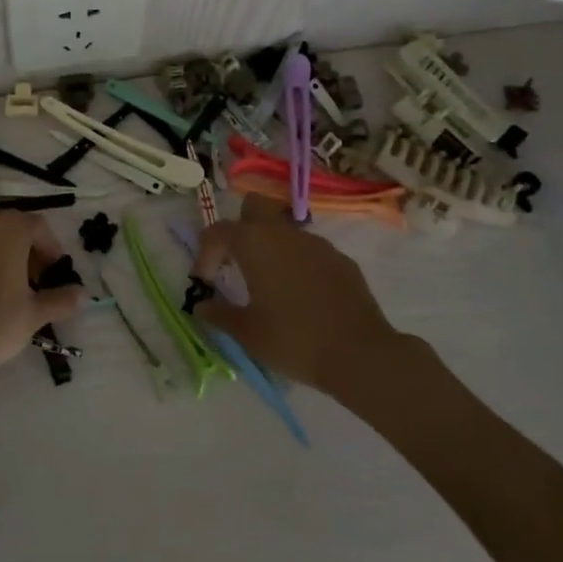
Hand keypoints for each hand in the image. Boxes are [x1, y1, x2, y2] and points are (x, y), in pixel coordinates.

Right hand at [192, 195, 406, 396]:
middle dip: (240, 227)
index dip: (206, 252)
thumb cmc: (294, 340)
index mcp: (254, 243)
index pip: (218, 231)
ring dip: (271, 247)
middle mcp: (284, 233)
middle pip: (254, 207)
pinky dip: (298, 264)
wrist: (360, 354)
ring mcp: (316, 243)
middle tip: (237, 262)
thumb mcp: (248, 333)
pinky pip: (309, 251)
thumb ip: (220, 314)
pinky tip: (302, 296)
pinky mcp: (340, 259)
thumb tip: (202, 306)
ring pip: (284, 229)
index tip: (205, 280)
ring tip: (270, 285)